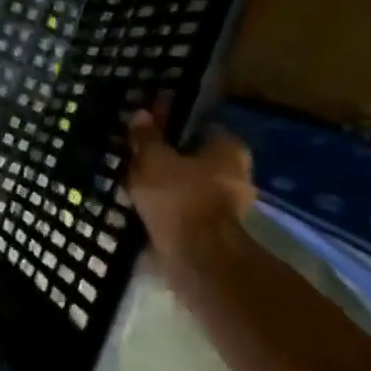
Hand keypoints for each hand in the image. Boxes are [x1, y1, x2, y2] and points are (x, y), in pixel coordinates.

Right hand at [126, 110, 255, 290]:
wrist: (196, 256)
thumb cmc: (179, 196)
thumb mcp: (153, 159)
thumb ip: (147, 137)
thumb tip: (142, 114)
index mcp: (229, 148)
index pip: (199, 127)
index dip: (172, 127)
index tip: (147, 132)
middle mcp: (237, 173)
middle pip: (193, 158)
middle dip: (167, 159)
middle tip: (136, 158)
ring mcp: (228, 205)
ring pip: (188, 185)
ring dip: (165, 186)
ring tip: (133, 184)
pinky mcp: (213, 230)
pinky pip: (184, 209)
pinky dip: (167, 208)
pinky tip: (142, 207)